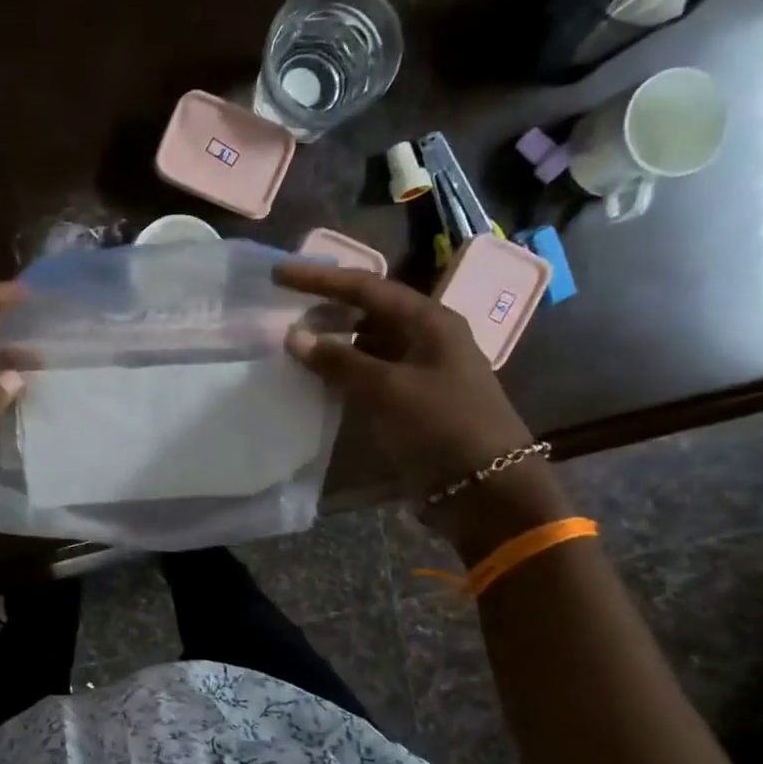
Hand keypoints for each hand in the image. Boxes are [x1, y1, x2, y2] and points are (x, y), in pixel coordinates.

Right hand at [274, 261, 565, 558]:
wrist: (484, 489)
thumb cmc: (442, 427)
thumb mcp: (388, 389)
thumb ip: (339, 361)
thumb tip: (294, 336)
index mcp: (429, 321)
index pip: (366, 287)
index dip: (320, 279)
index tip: (278, 274)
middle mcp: (424, 338)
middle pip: (366, 310)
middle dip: (324, 308)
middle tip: (281, 310)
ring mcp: (418, 370)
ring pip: (365, 343)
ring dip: (330, 342)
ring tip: (290, 344)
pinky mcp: (409, 400)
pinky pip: (368, 374)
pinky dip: (340, 372)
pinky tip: (313, 378)